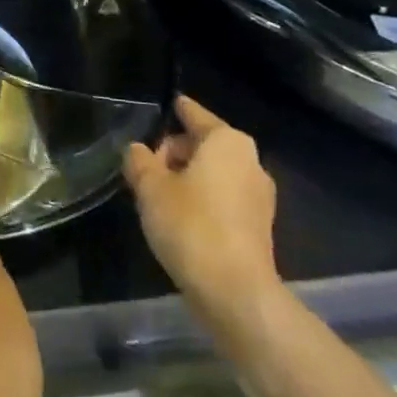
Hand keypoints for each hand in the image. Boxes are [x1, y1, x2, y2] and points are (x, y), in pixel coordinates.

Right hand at [123, 95, 280, 312]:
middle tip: (145, 169)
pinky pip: (223, 198)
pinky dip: (202, 200)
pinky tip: (179, 218)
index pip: (194, 114)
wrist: (235, 292)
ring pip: (214, 173)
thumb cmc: (191, 224)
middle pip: (203, 144)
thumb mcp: (150, 187)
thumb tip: (137, 150)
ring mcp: (259, 196)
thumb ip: (139, 160)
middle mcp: (250, 162)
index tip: (165, 105)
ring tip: (157, 195)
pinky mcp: (258, 227)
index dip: (176, 110)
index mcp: (227, 142)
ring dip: (187, 178)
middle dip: (175, 152)